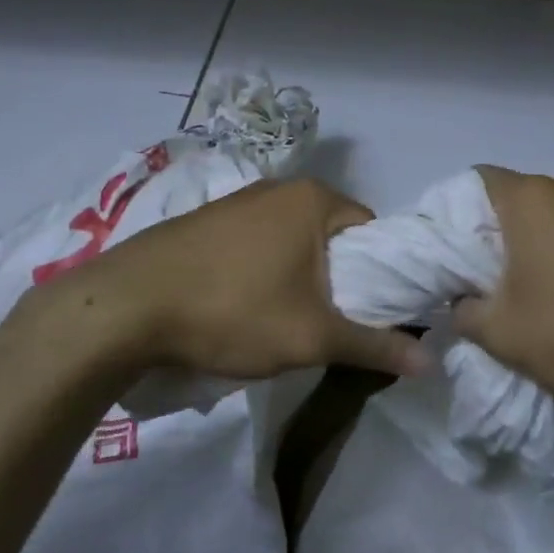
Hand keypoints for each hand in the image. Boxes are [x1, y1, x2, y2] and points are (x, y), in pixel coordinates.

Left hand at [24, 178, 429, 383]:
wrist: (123, 309)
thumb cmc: (232, 312)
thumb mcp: (311, 336)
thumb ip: (374, 345)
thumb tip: (430, 363)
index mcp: (314, 199)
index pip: (374, 232)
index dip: (383, 275)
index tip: (371, 315)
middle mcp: (278, 188)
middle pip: (333, 237)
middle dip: (338, 280)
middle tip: (329, 325)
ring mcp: (237, 201)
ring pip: (293, 242)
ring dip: (299, 279)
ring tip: (284, 321)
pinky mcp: (204, 222)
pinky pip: (256, 245)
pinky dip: (263, 273)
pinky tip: (242, 307)